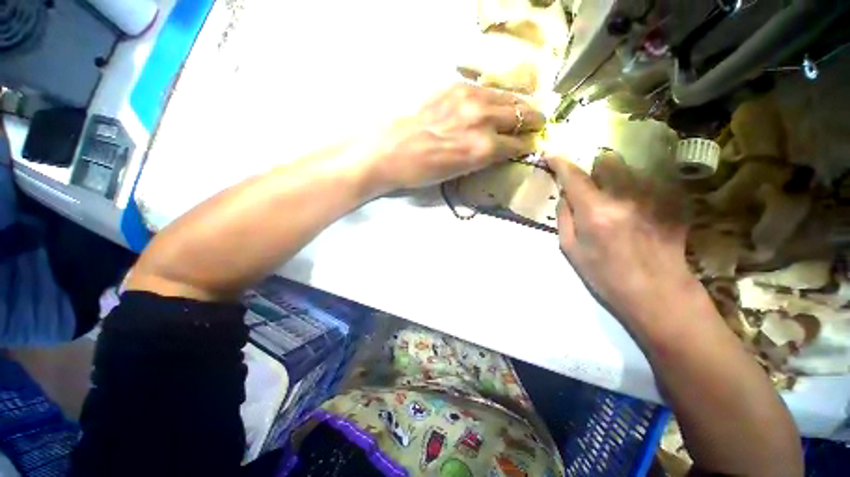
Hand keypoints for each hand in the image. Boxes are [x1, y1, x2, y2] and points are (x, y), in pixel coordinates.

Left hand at [365, 83, 544, 192]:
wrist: (393, 150)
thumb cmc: (424, 171)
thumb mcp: (460, 172)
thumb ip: (485, 157)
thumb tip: (503, 148)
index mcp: (483, 149)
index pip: (519, 144)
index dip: (529, 144)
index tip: (532, 143)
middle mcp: (483, 121)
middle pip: (522, 115)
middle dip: (534, 121)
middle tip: (537, 124)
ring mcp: (470, 99)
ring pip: (509, 98)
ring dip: (520, 105)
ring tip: (523, 110)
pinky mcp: (457, 87)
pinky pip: (488, 89)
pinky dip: (498, 97)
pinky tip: (496, 103)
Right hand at [549, 152, 696, 325]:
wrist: (658, 293)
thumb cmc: (605, 276)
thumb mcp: (570, 250)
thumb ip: (564, 217)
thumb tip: (565, 194)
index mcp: (595, 212)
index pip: (574, 176)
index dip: (560, 162)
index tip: (551, 153)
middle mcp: (625, 197)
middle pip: (607, 161)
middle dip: (594, 168)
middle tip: (592, 186)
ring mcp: (653, 197)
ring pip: (629, 169)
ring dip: (616, 178)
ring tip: (618, 201)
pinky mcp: (671, 202)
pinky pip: (647, 182)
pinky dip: (636, 189)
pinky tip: (638, 211)